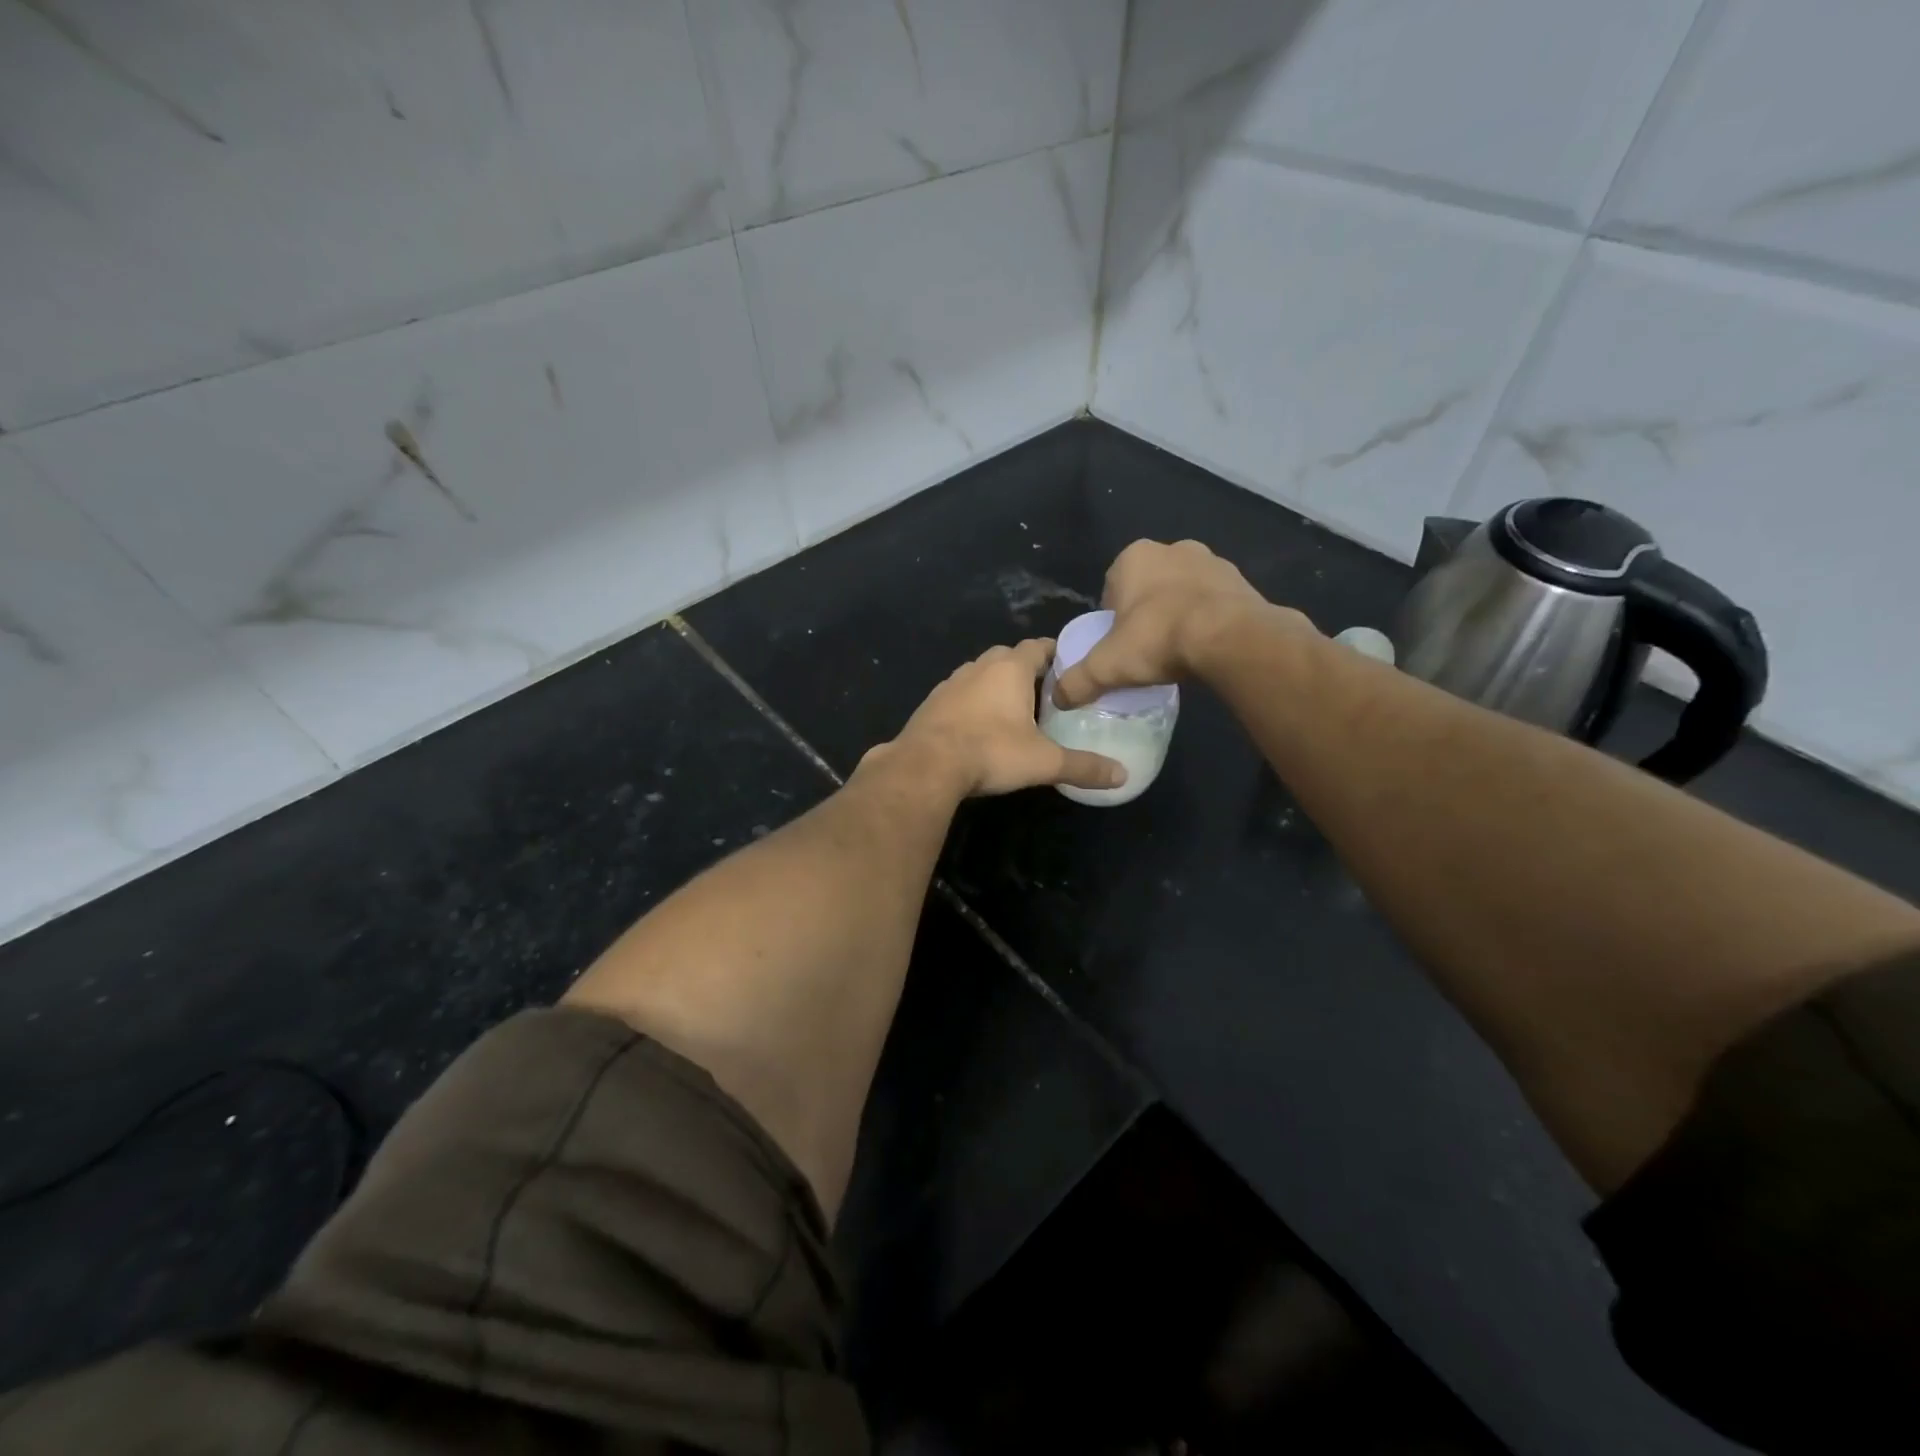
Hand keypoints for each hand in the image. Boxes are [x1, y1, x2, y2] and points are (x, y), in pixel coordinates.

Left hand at [877, 639, 1126, 797]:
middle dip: (1027, 671)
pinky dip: (973, 704)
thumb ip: (1084, 766)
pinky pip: (960, 695)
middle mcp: (979, 666)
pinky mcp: (931, 703)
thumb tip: (1123, 776)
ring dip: (997, 687)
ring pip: (981, 675)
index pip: (1039, 646)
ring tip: (1014, 713)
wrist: (926, 765)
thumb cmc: (991, 752)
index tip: (1070, 671)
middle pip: (1009, 657)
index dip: (1056, 654)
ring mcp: (951, 683)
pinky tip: (979, 728)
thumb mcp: (1044, 762)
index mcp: (1010, 668)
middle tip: (1046, 696)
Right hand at [1053, 539, 1306, 708]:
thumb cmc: (1158, 639)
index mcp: (1134, 557)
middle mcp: (1172, 549)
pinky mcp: (1242, 580)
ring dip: (1179, 613)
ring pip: (1183, 591)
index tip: (1119, 645)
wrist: (1230, 638)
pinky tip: (1206, 648)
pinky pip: (1215, 602)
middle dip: (1146, 612)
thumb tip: (1057, 699)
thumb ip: (1077, 682)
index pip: (1112, 587)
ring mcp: (1212, 561)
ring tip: (1178, 651)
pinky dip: (1208, 619)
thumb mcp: (1106, 667)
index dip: (1112, 618)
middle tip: (1147, 649)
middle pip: (1149, 587)